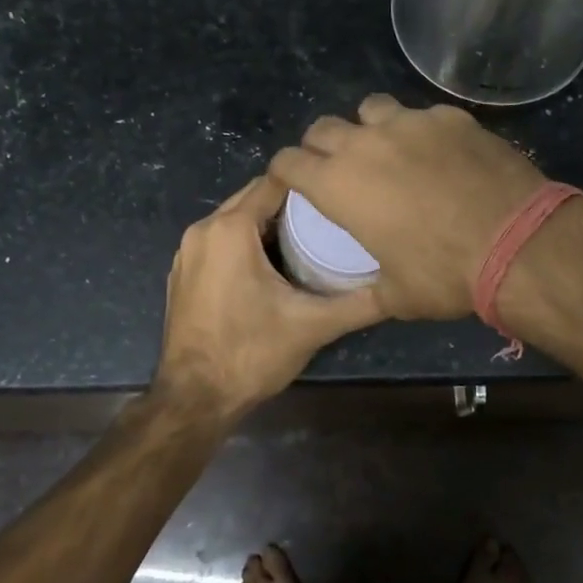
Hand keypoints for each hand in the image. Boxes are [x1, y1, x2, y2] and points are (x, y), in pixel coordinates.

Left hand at [155, 176, 384, 416]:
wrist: (194, 399)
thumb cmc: (251, 353)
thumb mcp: (313, 325)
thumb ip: (359, 303)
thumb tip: (400, 288)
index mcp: (230, 229)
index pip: (274, 182)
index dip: (308, 183)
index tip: (338, 192)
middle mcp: (203, 230)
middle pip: (252, 197)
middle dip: (289, 202)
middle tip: (330, 216)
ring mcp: (187, 252)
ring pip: (234, 218)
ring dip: (267, 222)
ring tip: (308, 237)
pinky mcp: (182, 272)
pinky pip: (219, 240)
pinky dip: (244, 241)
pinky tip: (272, 264)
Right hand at [269, 95, 546, 320]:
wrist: (516, 242)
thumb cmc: (445, 275)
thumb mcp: (396, 296)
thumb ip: (369, 288)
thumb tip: (368, 292)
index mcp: (338, 185)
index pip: (288, 162)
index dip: (285, 171)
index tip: (292, 180)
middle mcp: (365, 144)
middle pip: (322, 127)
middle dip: (321, 146)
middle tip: (338, 167)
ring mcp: (409, 123)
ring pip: (371, 108)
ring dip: (369, 127)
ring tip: (388, 150)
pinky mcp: (450, 117)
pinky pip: (422, 115)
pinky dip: (420, 131)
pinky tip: (442, 154)